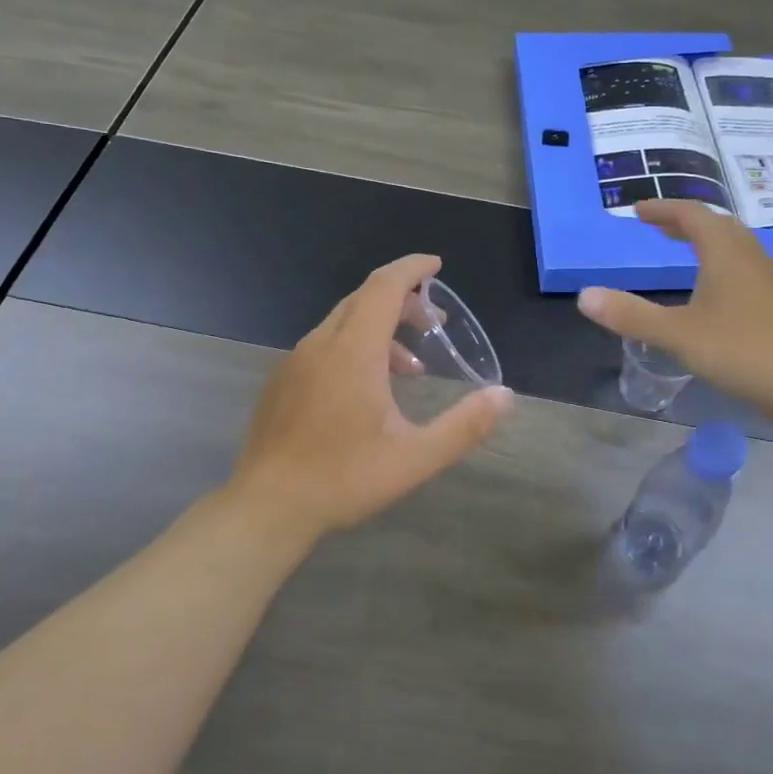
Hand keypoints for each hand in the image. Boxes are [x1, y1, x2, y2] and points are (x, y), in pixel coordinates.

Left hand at [228, 255, 513, 537]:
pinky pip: (325, 345)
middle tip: (436, 323)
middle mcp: (321, 344)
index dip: (412, 269)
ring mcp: (296, 361)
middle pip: (364, 299)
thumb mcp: (415, 458)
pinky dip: (355, 347)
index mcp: (353, 351)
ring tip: (411, 367)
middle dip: (404, 300)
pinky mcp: (283, 381)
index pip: (384, 286)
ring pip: (343, 323)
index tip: (437, 266)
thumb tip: (505, 396)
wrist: (266, 507)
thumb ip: (464, 426)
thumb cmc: (343, 479)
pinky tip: (368, 390)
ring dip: (381, 329)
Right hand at [577, 200, 772, 424]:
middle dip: (684, 221)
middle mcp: (750, 256)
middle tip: (657, 227)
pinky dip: (721, 263)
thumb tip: (584, 295)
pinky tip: (715, 292)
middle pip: (716, 224)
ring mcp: (770, 279)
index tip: (637, 211)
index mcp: (725, 252)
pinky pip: (745, 267)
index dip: (663, 209)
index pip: (692, 214)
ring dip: (706, 240)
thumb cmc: (744, 353)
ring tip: (682, 250)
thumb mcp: (679, 335)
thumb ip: (631, 315)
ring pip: (735, 245)